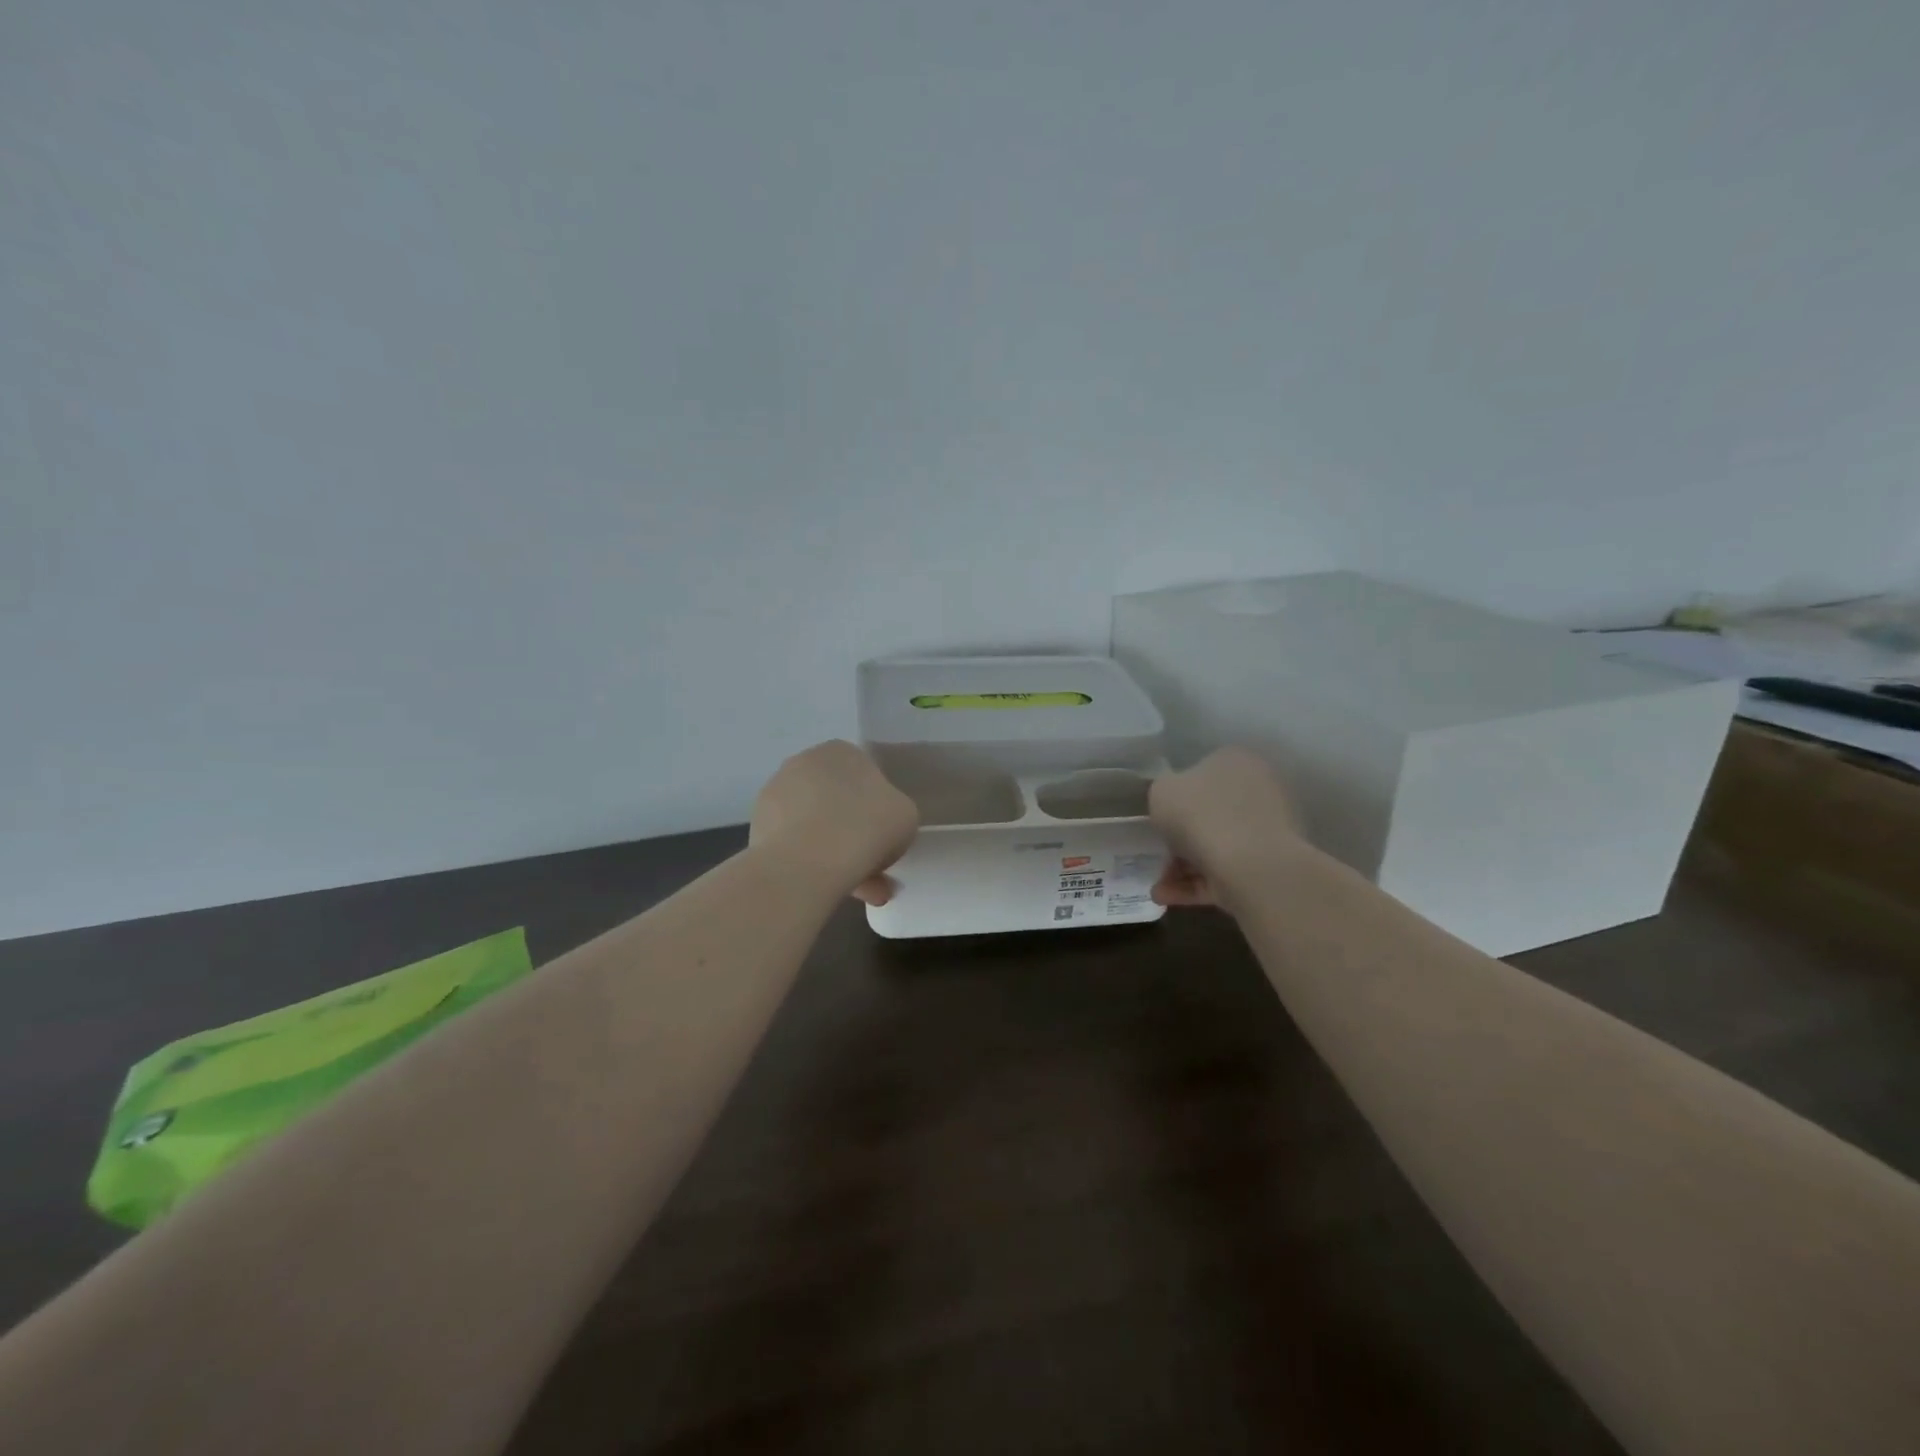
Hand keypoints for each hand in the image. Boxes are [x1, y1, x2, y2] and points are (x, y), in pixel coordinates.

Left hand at [749, 740, 919, 904]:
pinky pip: (795, 847)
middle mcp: (802, 763)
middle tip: (873, 867)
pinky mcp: (757, 829)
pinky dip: (811, 866)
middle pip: (835, 802)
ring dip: (834, 854)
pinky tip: (831, 890)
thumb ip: (893, 812)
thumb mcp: (905, 814)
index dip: (876, 808)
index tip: (884, 835)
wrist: (808, 862)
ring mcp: (774, 795)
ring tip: (857, 892)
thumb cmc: (867, 826)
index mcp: (840, 750)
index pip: (863, 775)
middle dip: (853, 833)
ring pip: (814, 827)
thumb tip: (878, 828)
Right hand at [1148, 747, 1302, 909]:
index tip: (1160, 817)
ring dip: (1183, 867)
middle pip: (1210, 813)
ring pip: (1216, 846)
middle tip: (1158, 854)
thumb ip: (1163, 792)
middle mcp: (1258, 789)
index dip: (1177, 796)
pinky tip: (1167, 897)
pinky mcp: (1269, 865)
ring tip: (1158, 889)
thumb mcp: (1161, 791)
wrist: (1250, 863)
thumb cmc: (1200, 814)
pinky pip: (1226, 872)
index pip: (1203, 773)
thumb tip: (1173, 802)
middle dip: (1180, 838)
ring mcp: (1267, 830)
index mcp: (1235, 761)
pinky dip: (1197, 885)